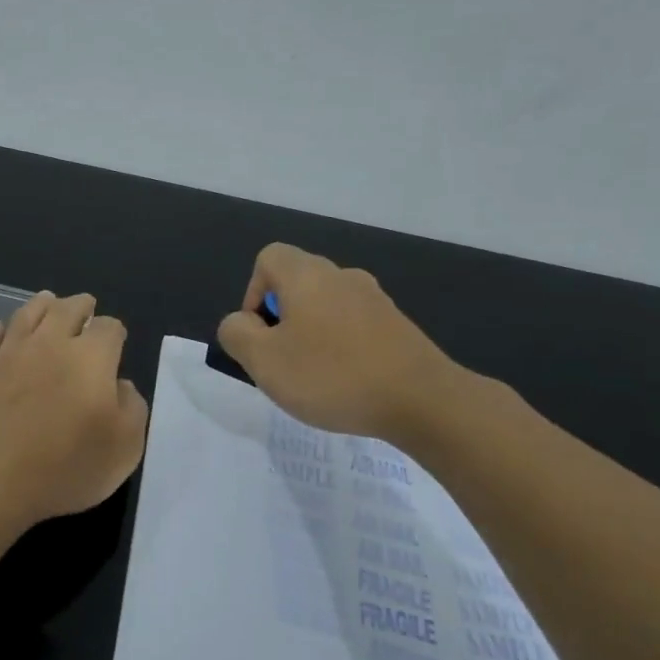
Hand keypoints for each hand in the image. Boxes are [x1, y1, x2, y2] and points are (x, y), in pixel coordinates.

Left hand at [0, 291, 149, 537]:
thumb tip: (120, 385)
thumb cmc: (63, 467)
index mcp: (91, 357)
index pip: (109, 327)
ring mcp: (10, 352)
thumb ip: (132, 408)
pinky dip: (0, 328)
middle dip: (81, 306)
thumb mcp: (123, 449)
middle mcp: (51, 343)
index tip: (116, 343)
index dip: (115, 333)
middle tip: (86, 307)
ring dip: (43, 304)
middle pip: (68, 308)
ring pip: (29, 313)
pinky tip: (1, 328)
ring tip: (49, 302)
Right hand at [216, 243, 471, 444]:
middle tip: (282, 361)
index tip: (260, 334)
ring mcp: (375, 299)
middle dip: (280, 319)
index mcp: (307, 275)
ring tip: (313, 376)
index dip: (253, 293)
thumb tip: (240, 322)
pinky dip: (340, 347)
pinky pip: (353, 326)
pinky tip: (347, 382)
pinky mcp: (397, 325)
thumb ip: (237, 334)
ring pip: (325, 306)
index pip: (268, 258)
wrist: (422, 400)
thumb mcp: (263, 360)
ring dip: (310, 334)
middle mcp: (341, 276)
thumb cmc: (332, 375)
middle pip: (296, 282)